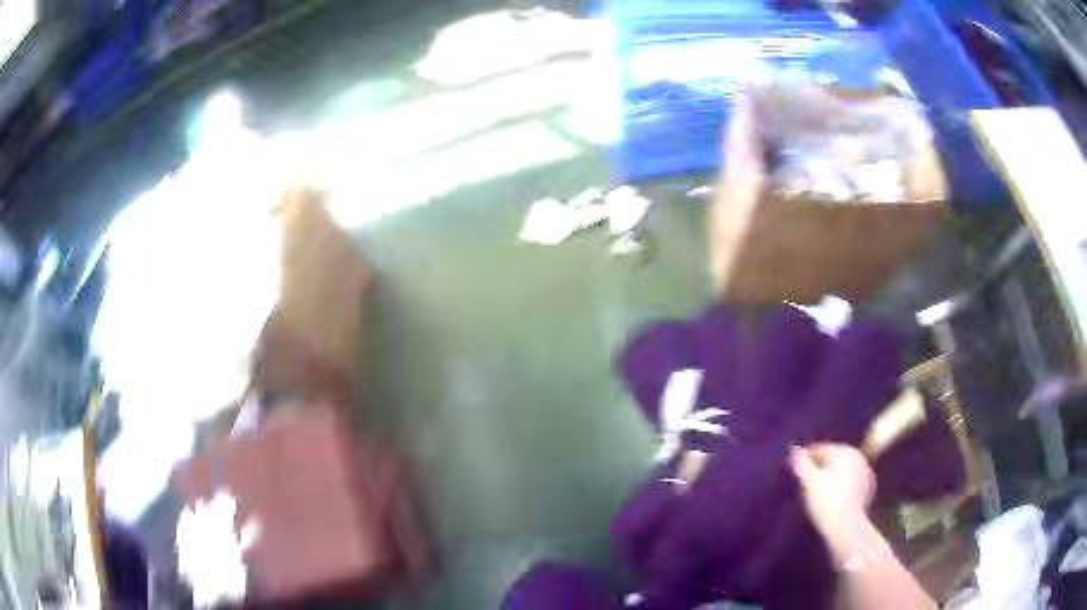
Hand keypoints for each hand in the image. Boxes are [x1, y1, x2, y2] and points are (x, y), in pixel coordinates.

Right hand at [790, 443, 874, 543]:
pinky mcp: (868, 492)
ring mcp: (866, 475)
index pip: (821, 448)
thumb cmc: (826, 502)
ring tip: (816, 491)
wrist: (846, 529)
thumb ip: (801, 463)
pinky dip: (841, 488)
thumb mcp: (809, 482)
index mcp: (846, 451)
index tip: (794, 468)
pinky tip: (831, 499)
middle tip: (803, 480)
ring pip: (843, 472)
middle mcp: (859, 458)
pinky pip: (850, 484)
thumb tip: (794, 449)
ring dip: (831, 477)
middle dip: (820, 467)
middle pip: (834, 459)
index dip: (805, 457)